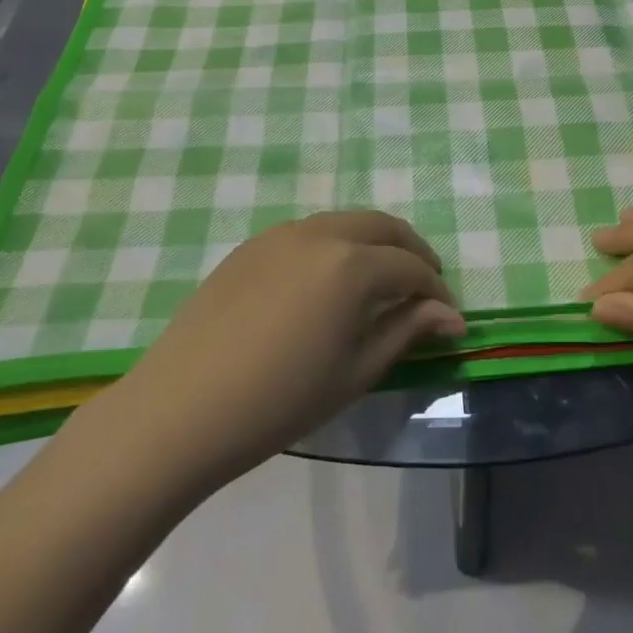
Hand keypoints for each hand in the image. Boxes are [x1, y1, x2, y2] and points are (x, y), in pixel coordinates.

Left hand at [107, 211, 464, 494]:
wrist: (181, 409)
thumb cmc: (279, 401)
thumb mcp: (355, 371)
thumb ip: (406, 331)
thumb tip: (452, 317)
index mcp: (352, 265)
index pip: (411, 268)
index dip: (437, 292)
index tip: (449, 317)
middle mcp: (321, 233)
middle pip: (383, 227)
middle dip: (412, 251)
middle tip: (425, 284)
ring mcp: (281, 233)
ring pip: (345, 222)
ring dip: (374, 243)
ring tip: (381, 279)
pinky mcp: (252, 245)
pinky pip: (309, 232)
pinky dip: (335, 245)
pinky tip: (329, 280)